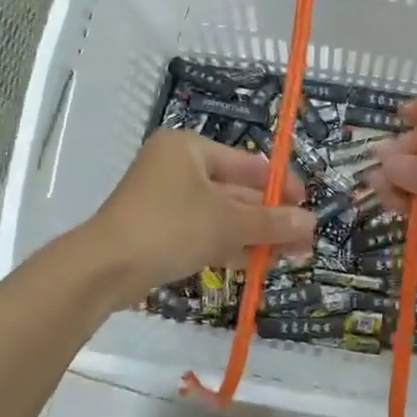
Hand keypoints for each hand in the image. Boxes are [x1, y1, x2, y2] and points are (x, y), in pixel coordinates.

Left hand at [88, 130, 315, 303]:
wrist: (105, 268)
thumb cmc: (170, 227)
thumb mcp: (227, 223)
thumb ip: (271, 222)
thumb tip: (311, 223)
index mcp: (189, 149)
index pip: (247, 163)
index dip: (281, 185)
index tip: (307, 206)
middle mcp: (177, 168)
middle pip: (236, 191)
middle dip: (270, 217)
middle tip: (303, 240)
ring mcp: (166, 201)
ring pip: (221, 215)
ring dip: (255, 235)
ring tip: (291, 256)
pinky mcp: (160, 231)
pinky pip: (204, 232)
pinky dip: (230, 245)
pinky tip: (259, 263)